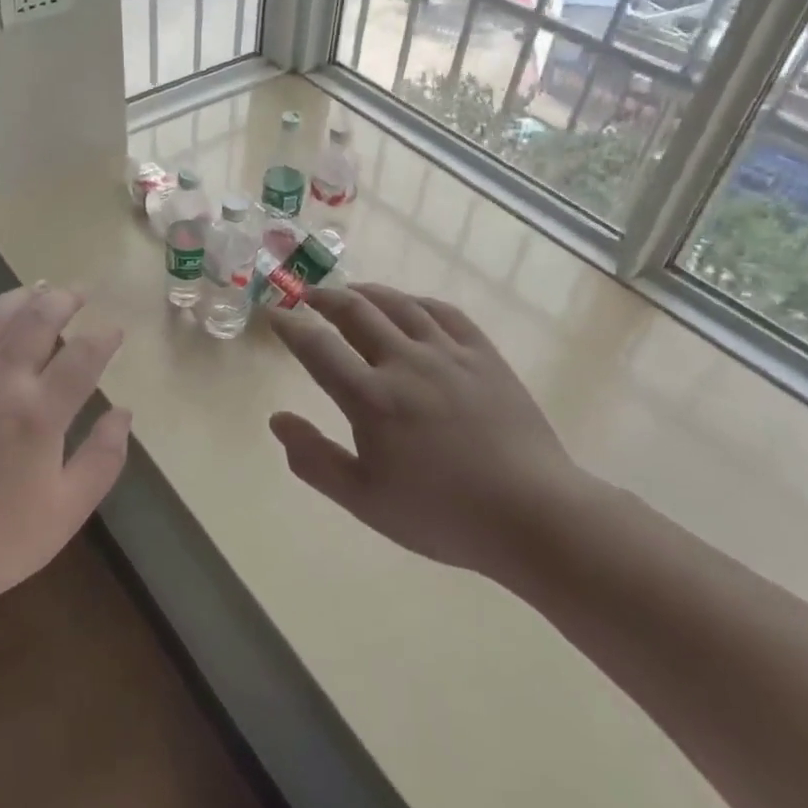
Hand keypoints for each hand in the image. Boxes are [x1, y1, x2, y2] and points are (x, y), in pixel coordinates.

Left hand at [0, 285, 130, 638]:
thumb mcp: (66, 512)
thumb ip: (102, 459)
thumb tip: (123, 413)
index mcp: (40, 413)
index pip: (83, 357)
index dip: (104, 338)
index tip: (115, 331)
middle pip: (37, 322)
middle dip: (63, 301)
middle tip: (78, 293)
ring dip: (16, 299)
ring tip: (36, 290)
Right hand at [266, 284, 590, 586]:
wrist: (533, 516)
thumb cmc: (442, 515)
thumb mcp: (365, 501)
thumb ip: (315, 460)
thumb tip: (277, 419)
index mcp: (371, 398)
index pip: (317, 348)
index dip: (290, 327)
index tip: (274, 314)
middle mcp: (405, 362)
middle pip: (355, 311)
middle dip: (324, 298)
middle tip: (307, 295)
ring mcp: (448, 354)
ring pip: (398, 304)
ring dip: (366, 292)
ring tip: (350, 291)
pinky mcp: (483, 355)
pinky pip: (444, 312)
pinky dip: (416, 302)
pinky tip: (409, 305)